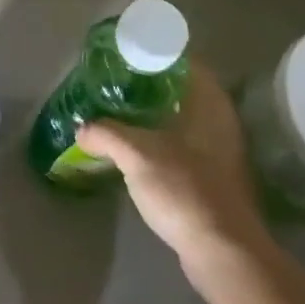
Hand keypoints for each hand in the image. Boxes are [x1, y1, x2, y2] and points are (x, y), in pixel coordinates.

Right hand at [75, 61, 266, 280]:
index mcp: (210, 104)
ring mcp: (220, 152)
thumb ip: (106, 134)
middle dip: (151, 82)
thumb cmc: (184, 190)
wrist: (222, 253)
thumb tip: (82, 128)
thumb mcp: (136, 154)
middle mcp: (220, 122)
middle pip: (183, 89)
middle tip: (116, 79)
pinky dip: (160, 139)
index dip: (157, 51)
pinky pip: (182, 144)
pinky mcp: (214, 178)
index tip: (128, 50)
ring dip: (155, 113)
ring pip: (183, 118)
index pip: (186, 62)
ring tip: (119, 109)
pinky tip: (136, 147)